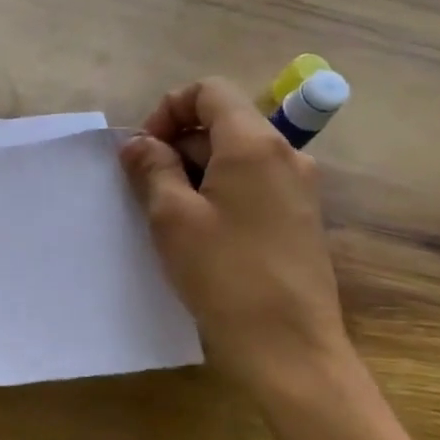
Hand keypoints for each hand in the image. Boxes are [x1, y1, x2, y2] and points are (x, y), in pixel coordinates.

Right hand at [120, 77, 351, 395]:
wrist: (289, 348)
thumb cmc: (224, 274)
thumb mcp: (172, 217)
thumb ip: (152, 168)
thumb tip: (138, 144)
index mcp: (255, 144)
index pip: (209, 91)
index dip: (169, 109)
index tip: (145, 150)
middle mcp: (286, 155)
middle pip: (223, 122)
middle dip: (179, 144)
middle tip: (147, 187)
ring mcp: (299, 187)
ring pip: (237, 155)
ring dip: (196, 171)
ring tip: (169, 215)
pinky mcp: (300, 218)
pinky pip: (253, 184)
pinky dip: (220, 191)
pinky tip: (201, 233)